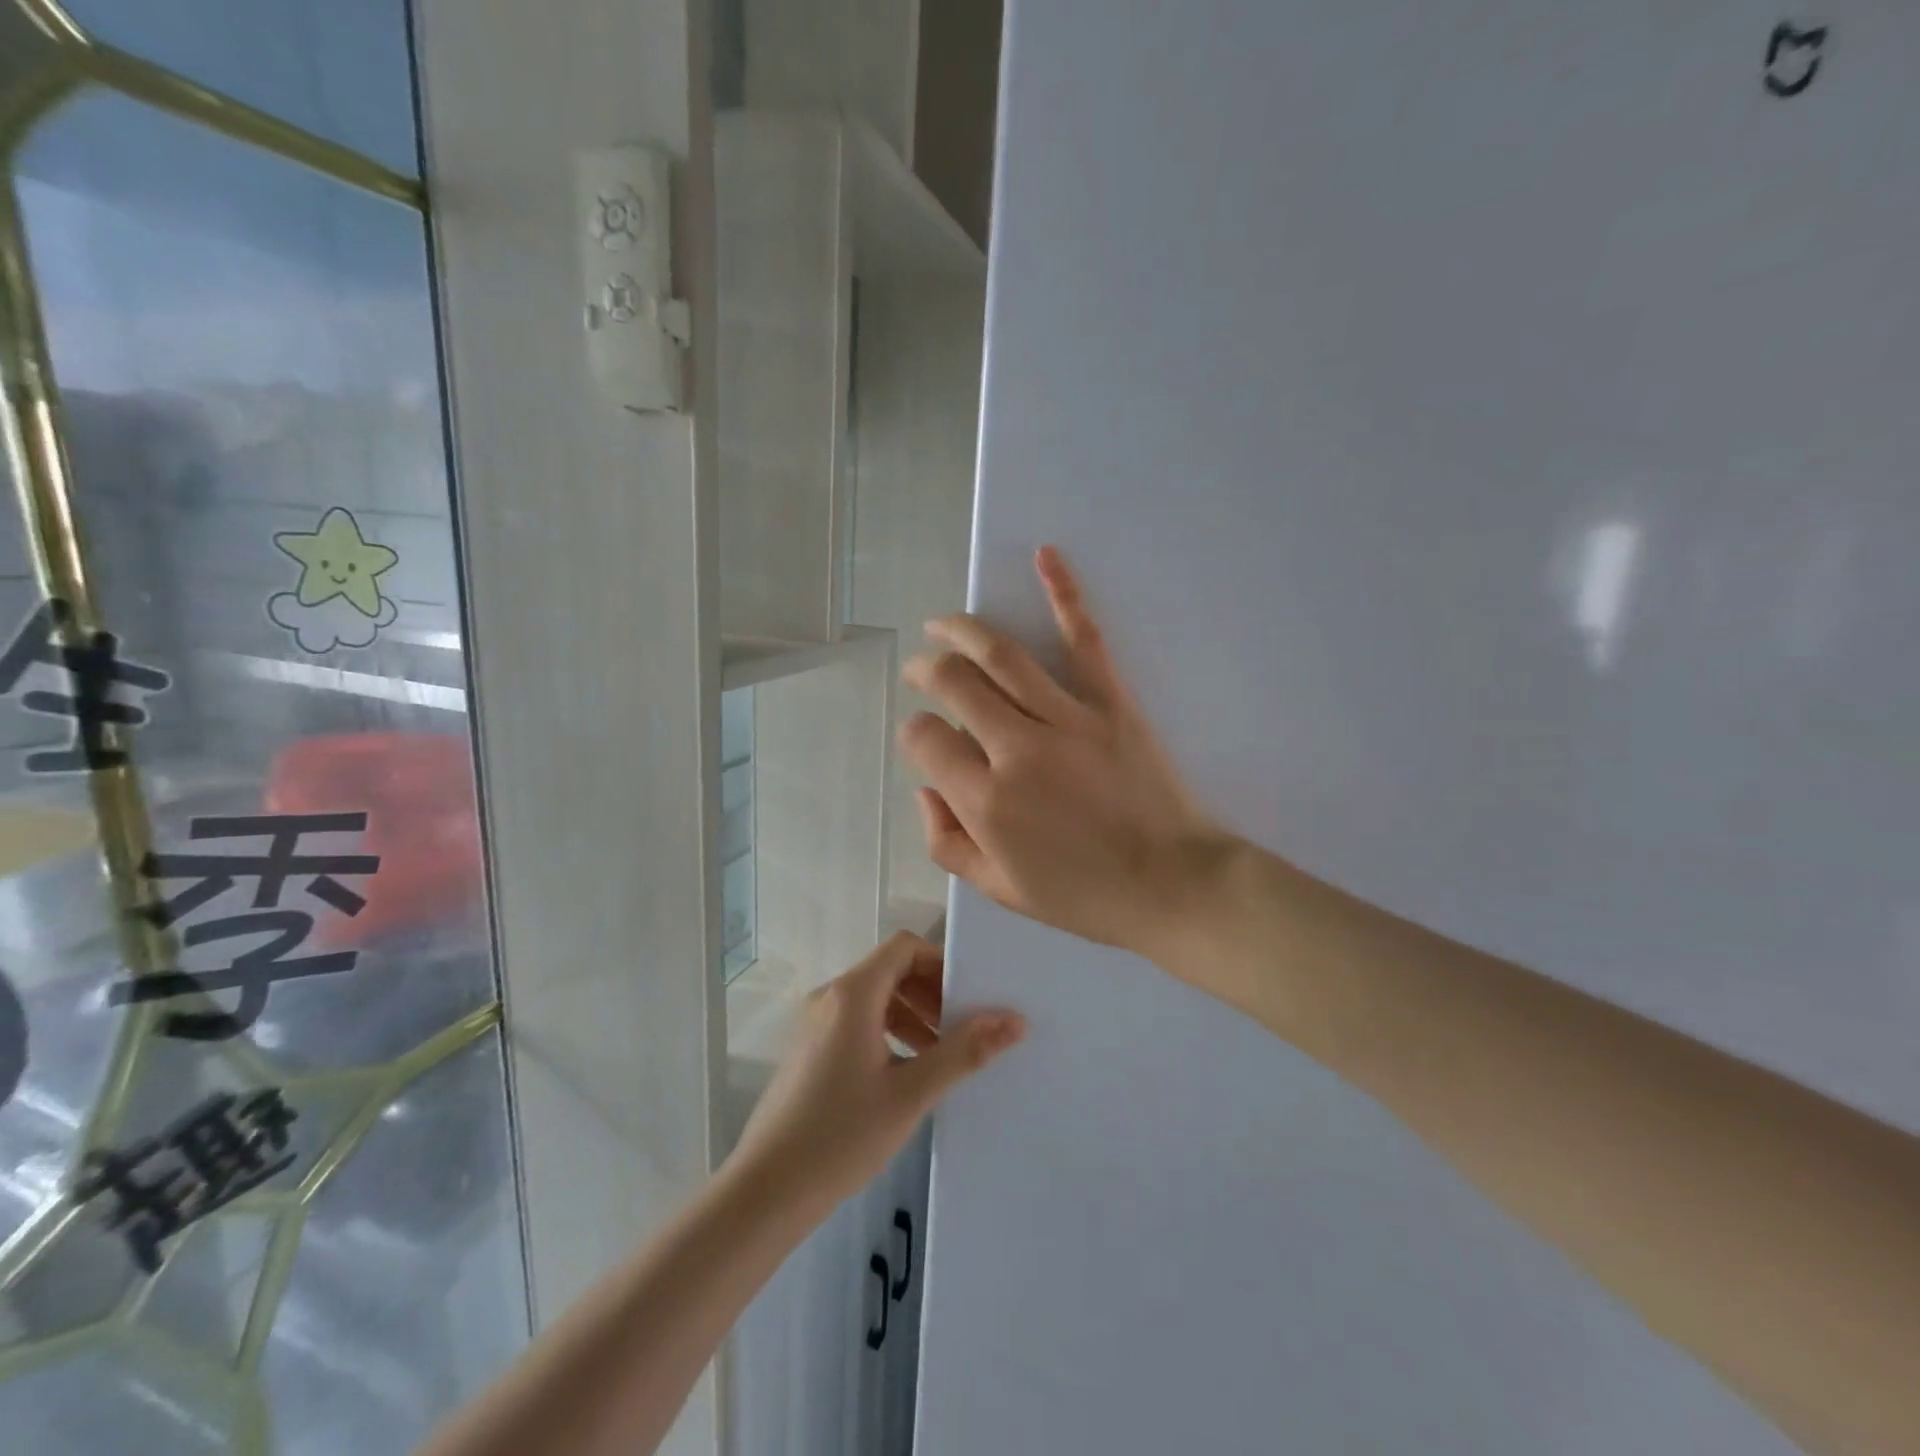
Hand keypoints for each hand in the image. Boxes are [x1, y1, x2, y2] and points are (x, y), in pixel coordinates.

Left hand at [727, 933, 1024, 1215]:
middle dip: (931, 992)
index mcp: (852, 994)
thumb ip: (964, 1052)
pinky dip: (888, 1032)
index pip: (904, 947)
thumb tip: (1015, 1020)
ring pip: (875, 998)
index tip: (971, 996)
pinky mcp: (810, 1049)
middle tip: (964, 1029)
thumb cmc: (841, 1136)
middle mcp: (830, 997)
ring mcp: (816, 1023)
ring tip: (941, 1055)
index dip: (941, 963)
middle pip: (890, 970)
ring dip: (912, 1014)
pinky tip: (906, 1073)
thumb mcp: (911, 1093)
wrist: (766, 1191)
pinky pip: (857, 1021)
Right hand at [898, 546, 1237, 959]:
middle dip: (926, 669)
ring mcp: (1067, 718)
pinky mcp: (1111, 702)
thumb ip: (948, 842)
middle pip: (952, 682)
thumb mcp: (1002, 890)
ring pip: (1001, 653)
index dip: (914, 733)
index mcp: (986, 801)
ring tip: (942, 625)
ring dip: (961, 629)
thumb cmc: (1086, 896)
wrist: (1175, 885)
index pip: (924, 739)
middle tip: (922, 669)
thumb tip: (925, 791)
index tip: (925, 739)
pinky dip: (1064, 593)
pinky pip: (1083, 640)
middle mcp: (1017, 748)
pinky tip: (1045, 557)